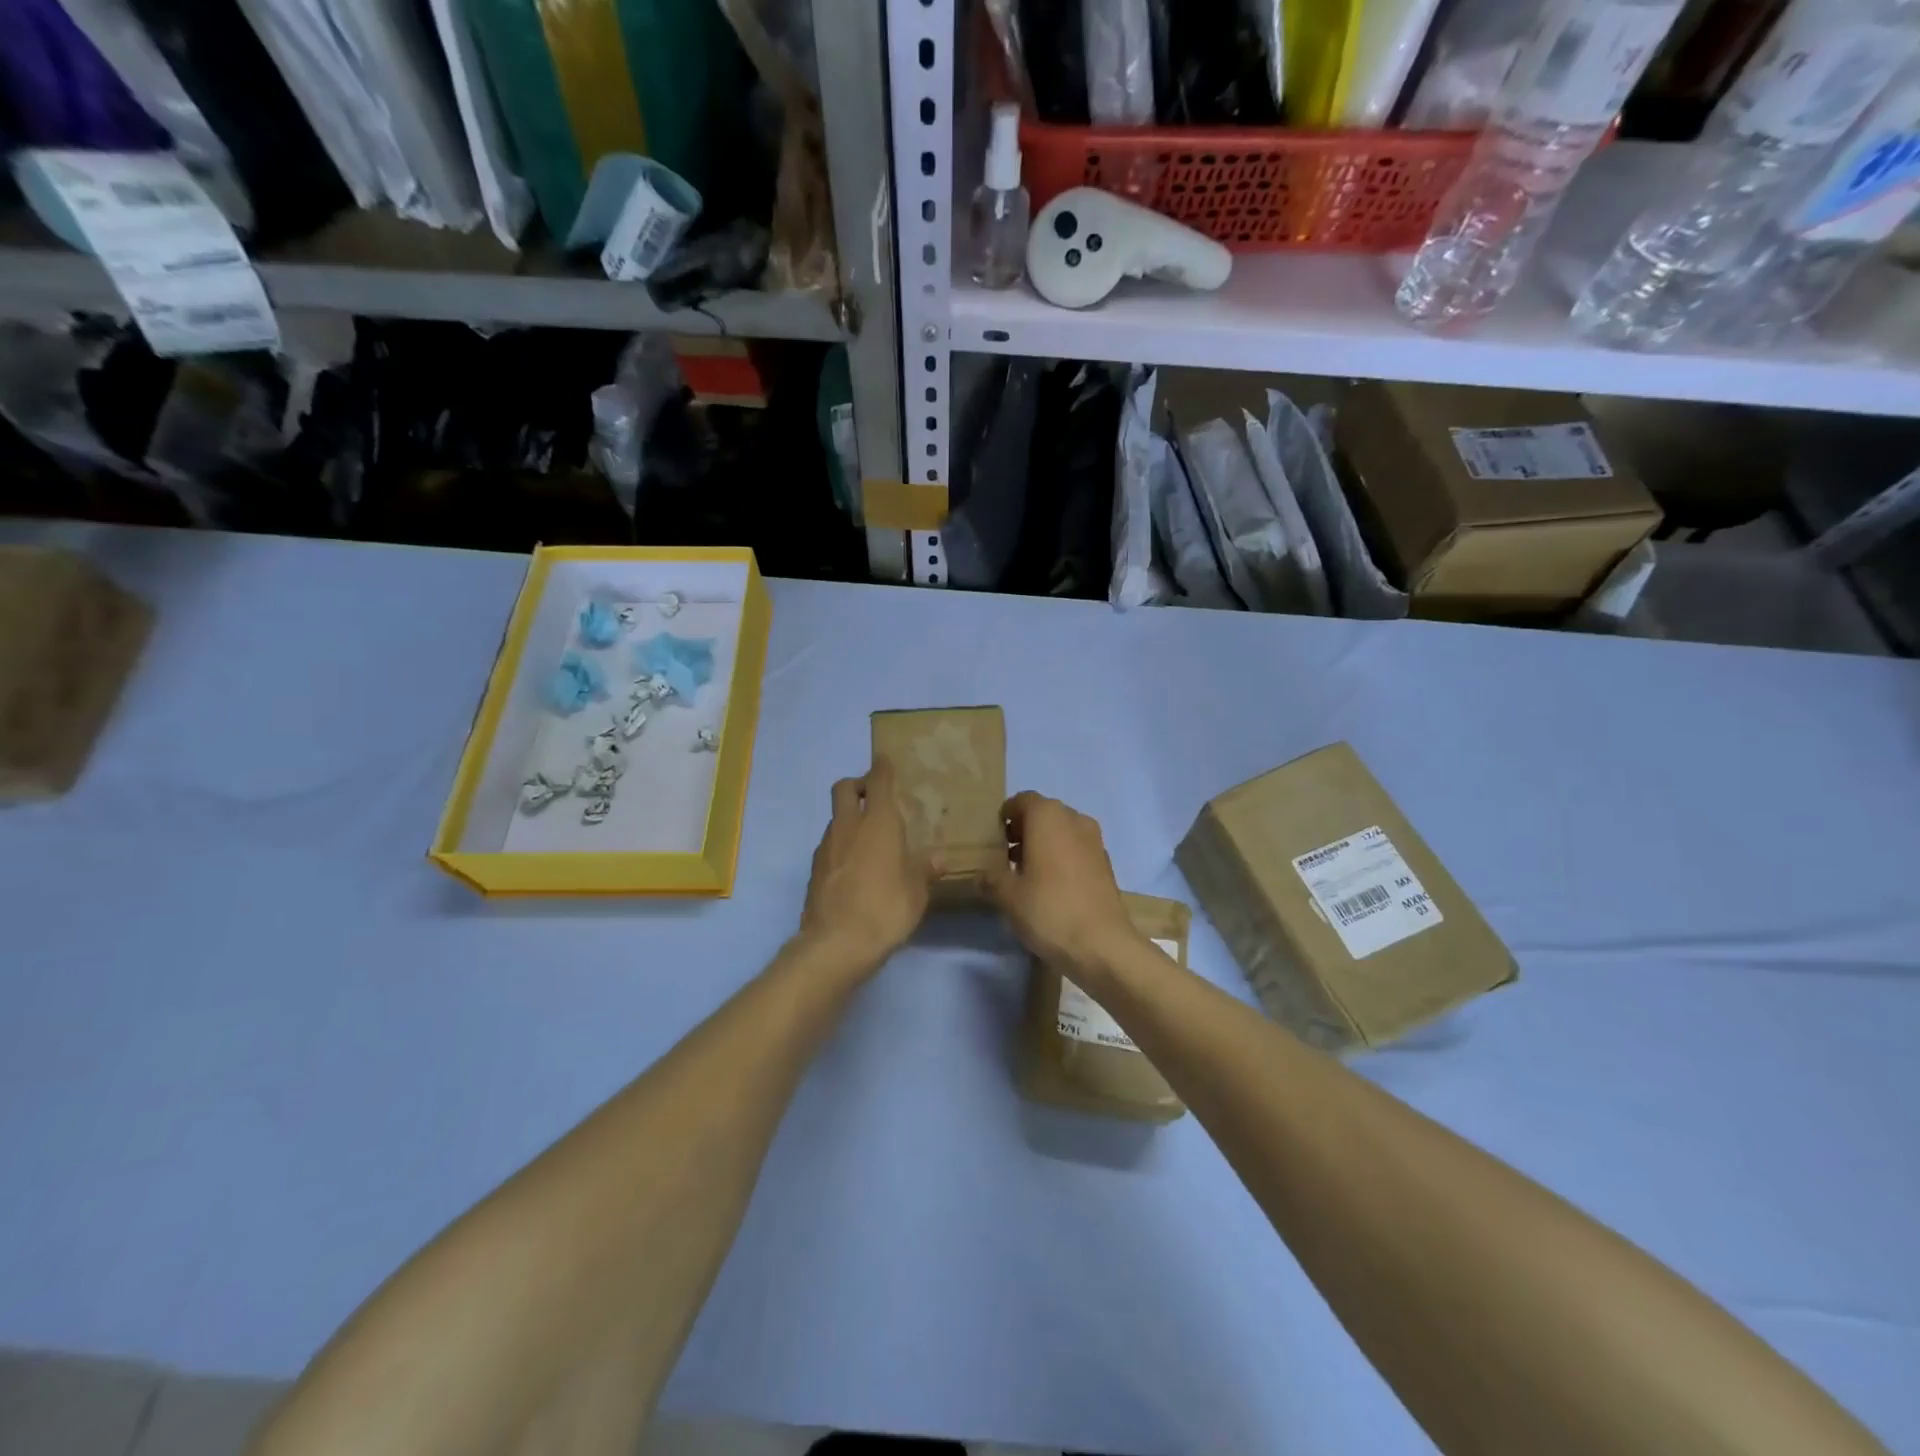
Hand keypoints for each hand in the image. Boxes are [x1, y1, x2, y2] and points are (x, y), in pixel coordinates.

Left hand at [799, 759, 936, 972]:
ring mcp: (826, 847)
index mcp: (879, 822)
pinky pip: (829, 845)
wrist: (837, 943)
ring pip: (835, 818)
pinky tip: (854, 867)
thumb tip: (939, 859)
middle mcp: (849, 826)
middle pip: (844, 788)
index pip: (878, 780)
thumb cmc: (887, 907)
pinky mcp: (814, 870)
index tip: (884, 760)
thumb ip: (925, 869)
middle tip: (874, 798)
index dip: (881, 768)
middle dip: (857, 785)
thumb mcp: (917, 890)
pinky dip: (841, 845)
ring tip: (868, 839)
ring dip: (849, 818)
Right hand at [984, 792, 1141, 983]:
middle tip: (1006, 859)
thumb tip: (982, 876)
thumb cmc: (1049, 909)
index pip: (1021, 800)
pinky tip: (1051, 888)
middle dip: (1023, 831)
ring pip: (1061, 832)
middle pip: (1043, 814)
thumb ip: (990, 878)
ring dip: (1043, 845)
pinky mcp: (1105, 863)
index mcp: (1048, 816)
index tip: (994, 841)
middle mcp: (1074, 819)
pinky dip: (1061, 858)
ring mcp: (1094, 840)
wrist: (1102, 945)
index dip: (1005, 817)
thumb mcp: (1007, 895)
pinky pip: (1076, 849)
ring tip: (1026, 875)